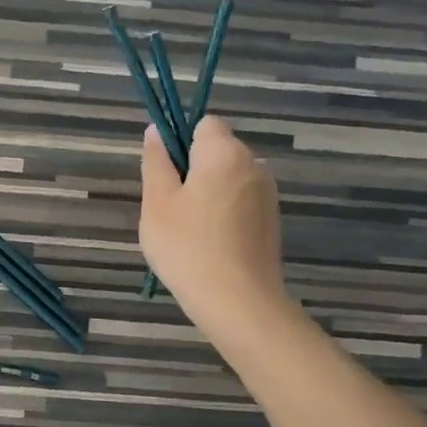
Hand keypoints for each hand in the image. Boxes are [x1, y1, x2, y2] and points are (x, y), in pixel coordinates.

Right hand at [140, 117, 290, 332]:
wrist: (239, 303)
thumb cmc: (188, 247)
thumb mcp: (157, 202)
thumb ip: (156, 162)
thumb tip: (155, 132)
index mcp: (224, 153)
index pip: (205, 123)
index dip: (182, 140)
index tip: (166, 171)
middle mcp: (253, 165)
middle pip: (218, 149)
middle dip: (192, 167)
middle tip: (169, 205)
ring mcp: (266, 195)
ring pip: (228, 177)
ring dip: (207, 191)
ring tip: (187, 228)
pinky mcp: (271, 221)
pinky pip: (240, 200)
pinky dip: (223, 211)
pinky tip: (209, 241)